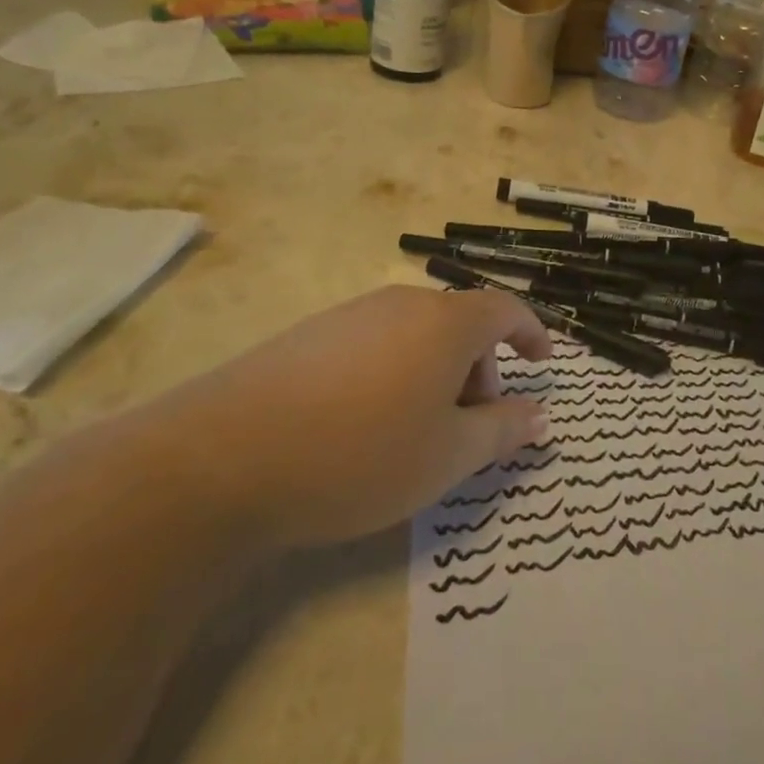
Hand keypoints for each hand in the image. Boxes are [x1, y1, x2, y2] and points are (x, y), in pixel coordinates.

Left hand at [133, 285, 551, 547]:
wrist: (221, 458)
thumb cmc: (360, 455)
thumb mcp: (447, 456)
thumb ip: (503, 431)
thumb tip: (541, 416)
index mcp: (445, 322)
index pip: (506, 309)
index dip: (532, 332)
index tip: (542, 362)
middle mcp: (402, 304)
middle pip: (461, 324)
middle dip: (480, 370)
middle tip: (468, 428)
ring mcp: (351, 315)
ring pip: (416, 336)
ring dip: (436, 374)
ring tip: (415, 433)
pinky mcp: (310, 334)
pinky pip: (375, 344)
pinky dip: (394, 374)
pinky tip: (362, 424)